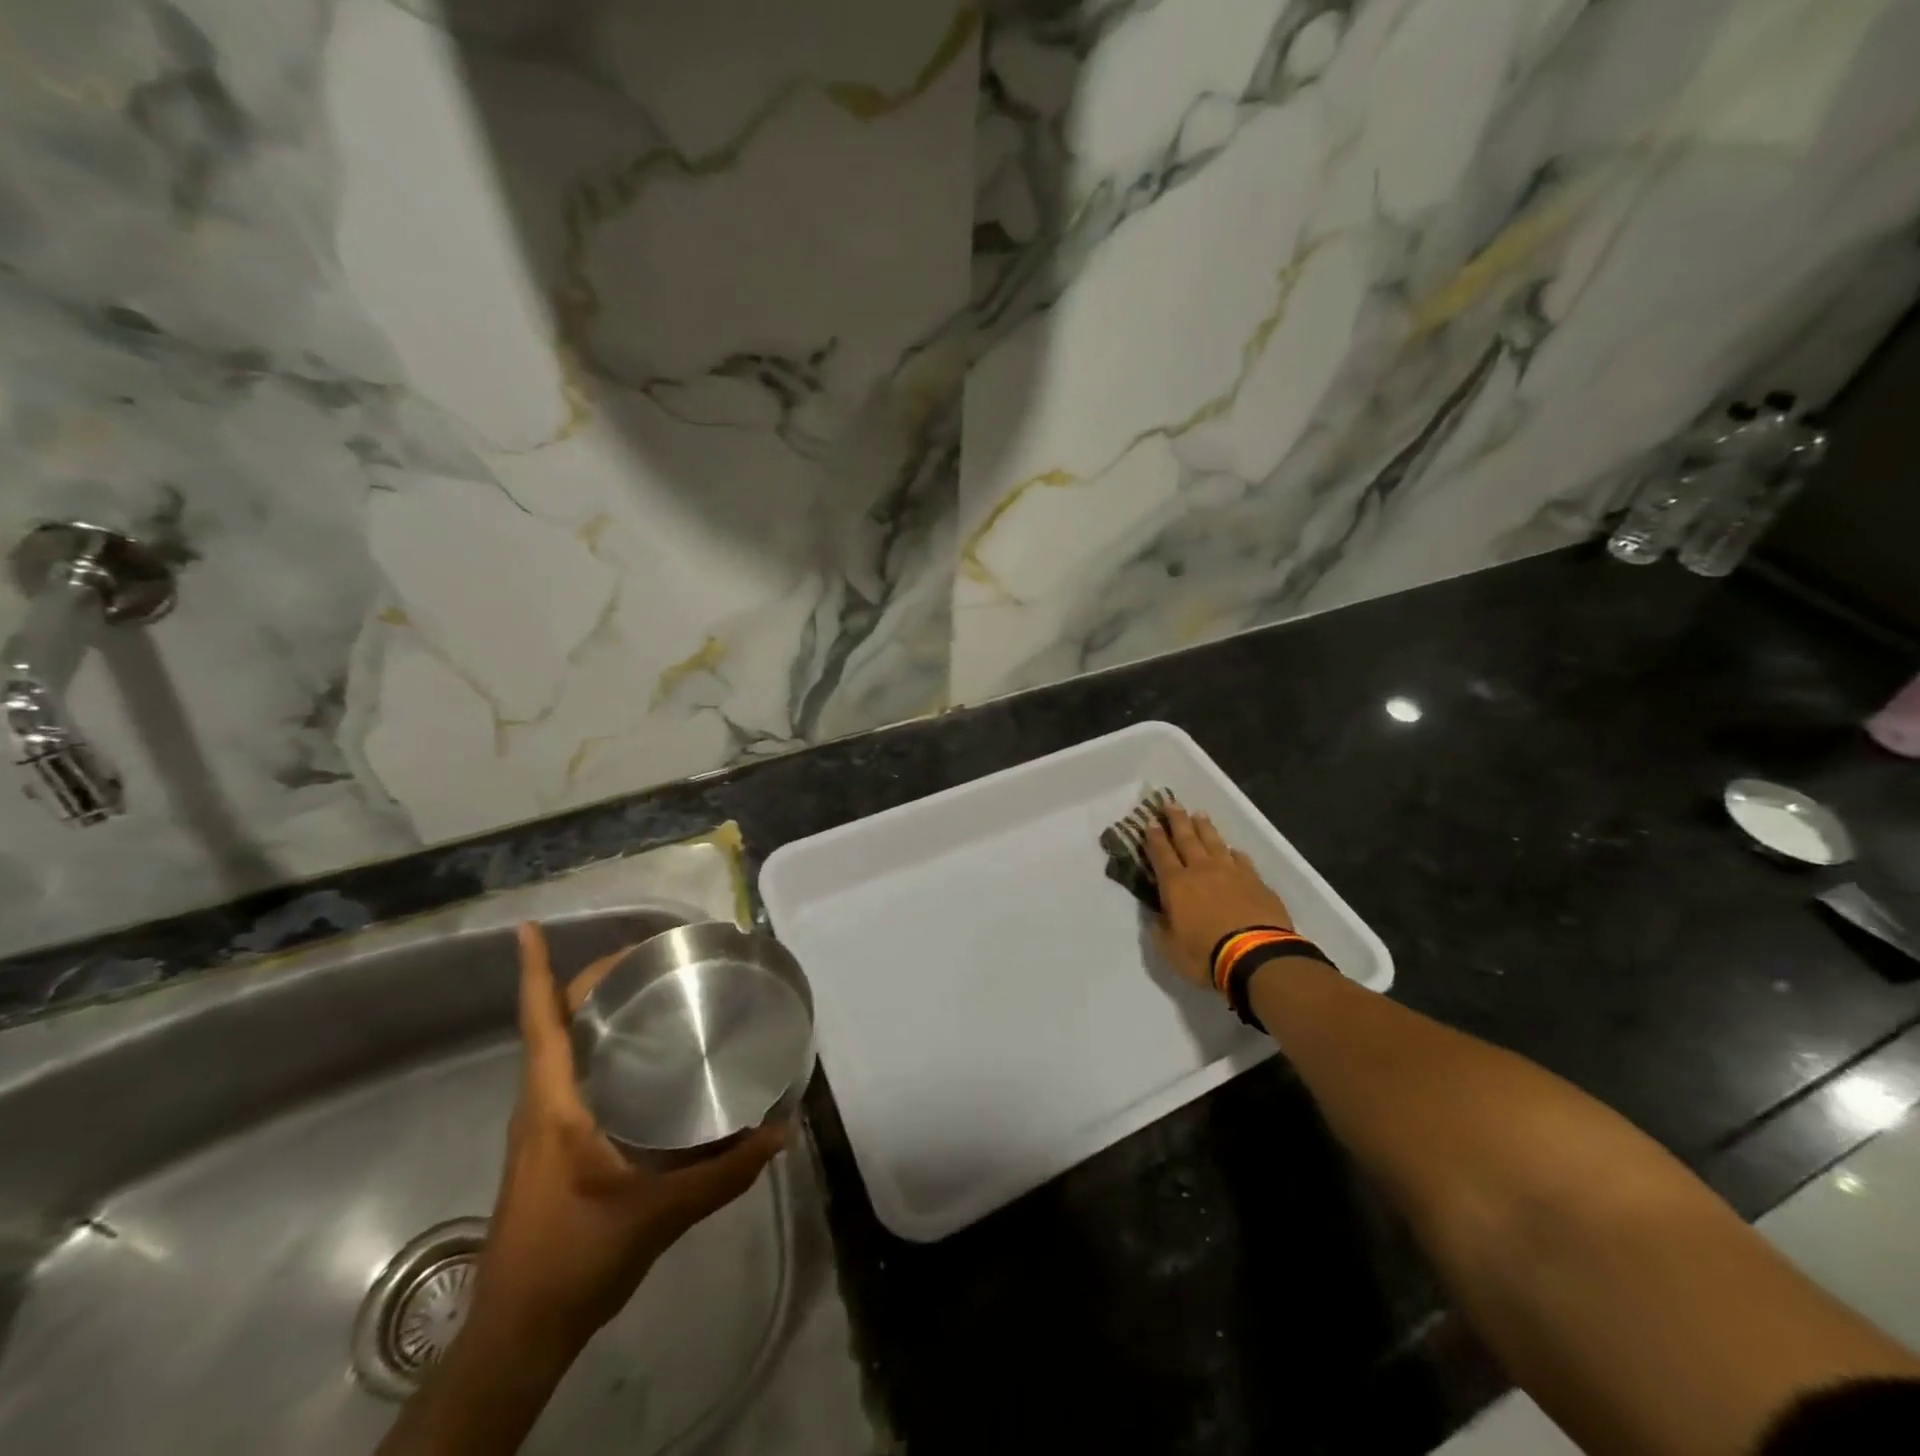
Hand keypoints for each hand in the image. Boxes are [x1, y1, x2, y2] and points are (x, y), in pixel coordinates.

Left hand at [470, 922, 787, 1357]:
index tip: (528, 927)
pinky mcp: (553, 1145)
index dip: (532, 971)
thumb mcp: (658, 1215)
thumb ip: (725, 1173)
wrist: (520, 1333)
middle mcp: (542, 1103)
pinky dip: (599, 1048)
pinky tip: (642, 1058)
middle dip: (591, 981)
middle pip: (555, 1023)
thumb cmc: (575, 1259)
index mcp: (554, 1105)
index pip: (541, 1023)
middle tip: (648, 955)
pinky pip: (572, 1077)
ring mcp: (543, 1125)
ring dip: (594, 1012)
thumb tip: (781, 1131)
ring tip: (650, 991)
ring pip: (562, 1049)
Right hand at [1143, 804, 1296, 990]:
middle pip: (1187, 839)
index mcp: (1176, 884)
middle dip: (1177, 820)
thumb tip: (1157, 912)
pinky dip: (1234, 853)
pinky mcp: (1256, 881)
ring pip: (1215, 843)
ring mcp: (1231, 873)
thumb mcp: (1169, 947)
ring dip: (1205, 828)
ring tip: (1199, 814)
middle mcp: (1202, 870)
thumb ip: (1160, 927)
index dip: (1153, 837)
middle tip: (1171, 803)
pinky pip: (1242, 860)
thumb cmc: (1205, 954)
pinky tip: (1233, 850)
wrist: (1256, 956)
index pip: (1161, 854)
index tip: (1149, 821)